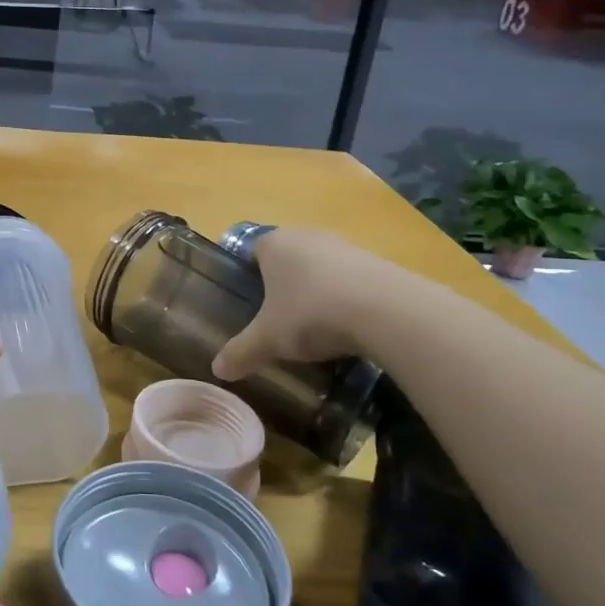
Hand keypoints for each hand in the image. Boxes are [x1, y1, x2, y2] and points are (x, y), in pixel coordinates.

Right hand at [211, 228, 414, 380]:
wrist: (387, 311)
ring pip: (320, 268)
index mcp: (273, 244)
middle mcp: (306, 235)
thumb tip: (217, 370)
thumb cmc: (311, 314)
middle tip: (279, 320)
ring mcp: (345, 246)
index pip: (251, 253)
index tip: (250, 305)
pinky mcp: (377, 262)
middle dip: (283, 287)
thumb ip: (241, 352)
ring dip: (317, 292)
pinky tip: (349, 327)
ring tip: (316, 328)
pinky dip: (347, 299)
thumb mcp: (268, 339)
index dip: (247, 278)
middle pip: (286, 259)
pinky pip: (351, 280)